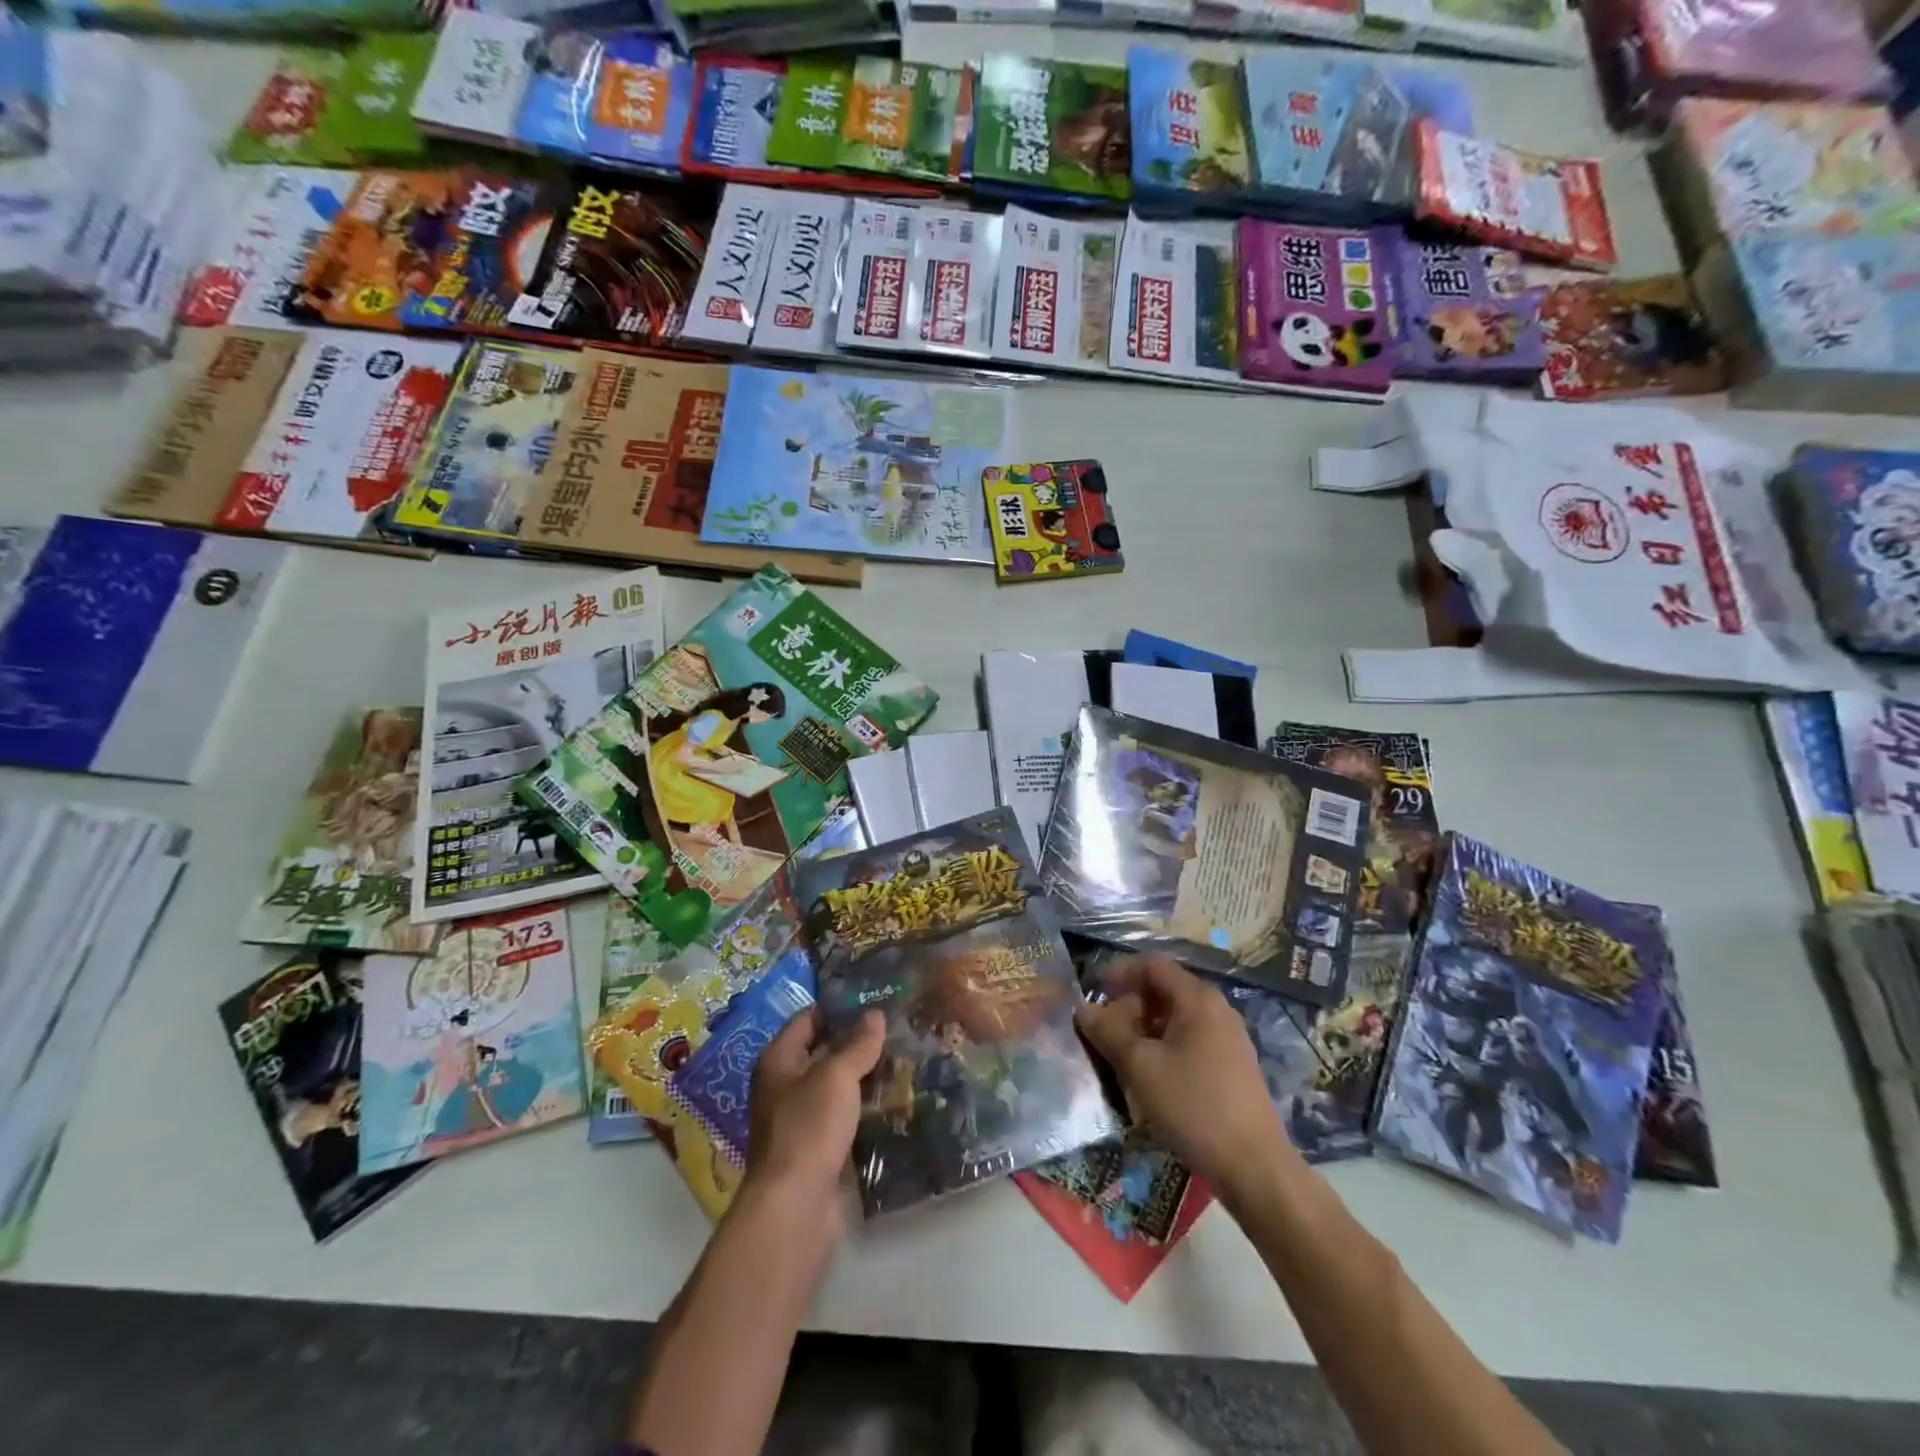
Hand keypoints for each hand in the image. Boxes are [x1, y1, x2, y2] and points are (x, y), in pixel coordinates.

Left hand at [744, 1007, 885, 1215]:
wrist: (796, 1205)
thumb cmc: (809, 1127)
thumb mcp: (836, 1076)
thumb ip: (857, 1044)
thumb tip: (875, 1014)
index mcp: (779, 1060)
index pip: (808, 1019)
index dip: (839, 1007)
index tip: (875, 998)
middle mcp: (785, 1085)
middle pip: (824, 1052)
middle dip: (858, 1042)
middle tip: (898, 1027)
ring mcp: (802, 1119)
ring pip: (838, 1086)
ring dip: (866, 1075)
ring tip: (905, 1058)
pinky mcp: (820, 1148)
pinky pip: (846, 1116)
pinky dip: (866, 1107)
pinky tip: (896, 1099)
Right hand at [1074, 954, 1291, 1195]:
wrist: (1254, 1167)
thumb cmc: (1193, 1107)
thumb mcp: (1140, 1067)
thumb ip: (1108, 1032)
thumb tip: (1082, 1009)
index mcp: (1197, 998)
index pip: (1151, 964)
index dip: (1117, 972)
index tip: (1091, 992)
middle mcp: (1216, 1008)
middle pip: (1163, 989)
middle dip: (1128, 1005)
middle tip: (1102, 1033)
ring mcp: (1227, 1037)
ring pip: (1175, 1017)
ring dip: (1143, 1028)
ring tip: (1120, 1056)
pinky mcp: (1231, 1064)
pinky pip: (1189, 1038)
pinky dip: (1163, 1045)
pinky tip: (1149, 1075)